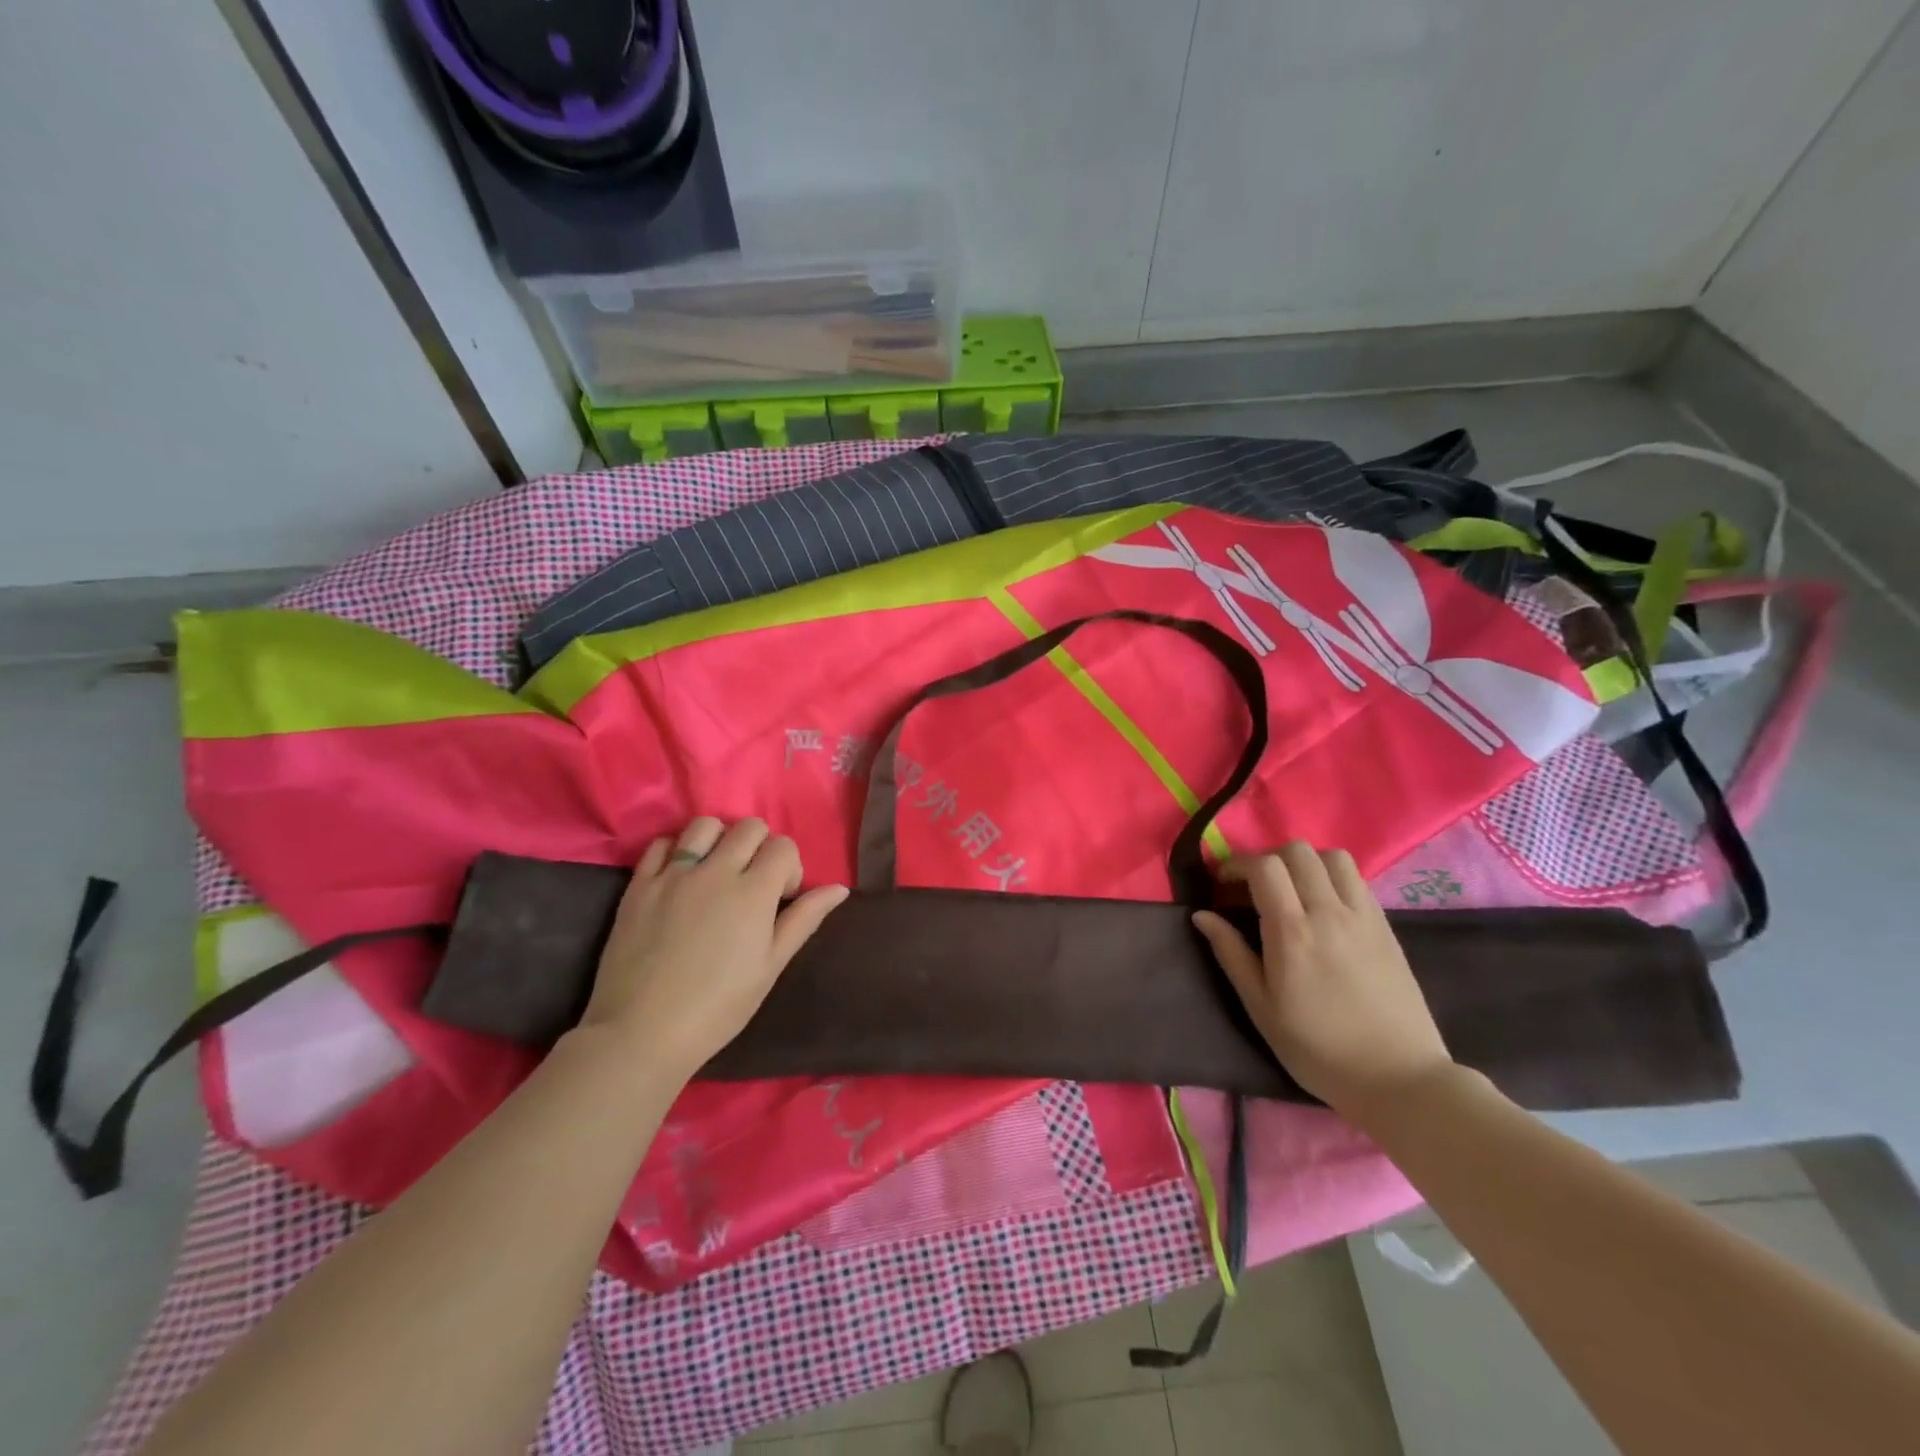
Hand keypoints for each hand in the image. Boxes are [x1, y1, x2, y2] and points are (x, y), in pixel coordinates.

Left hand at [578, 817, 848, 1077]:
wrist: (642, 1033)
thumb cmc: (718, 1007)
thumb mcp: (771, 966)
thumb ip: (804, 919)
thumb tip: (839, 888)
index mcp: (753, 892)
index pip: (783, 846)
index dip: (789, 868)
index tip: (780, 899)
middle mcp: (715, 871)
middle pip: (749, 827)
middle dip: (760, 848)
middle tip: (751, 884)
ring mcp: (673, 875)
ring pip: (704, 824)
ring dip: (718, 840)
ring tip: (715, 873)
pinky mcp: (639, 885)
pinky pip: (661, 844)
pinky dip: (676, 850)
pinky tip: (680, 877)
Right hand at [1192, 842, 1453, 1124]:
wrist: (1400, 1079)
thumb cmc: (1319, 1049)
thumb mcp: (1261, 1008)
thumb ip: (1231, 954)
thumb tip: (1202, 916)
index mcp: (1293, 933)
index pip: (1264, 866)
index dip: (1237, 864)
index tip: (1224, 885)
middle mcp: (1330, 912)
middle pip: (1297, 851)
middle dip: (1268, 859)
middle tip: (1254, 888)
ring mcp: (1363, 916)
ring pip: (1332, 857)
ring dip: (1305, 862)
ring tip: (1292, 891)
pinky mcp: (1386, 927)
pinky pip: (1356, 880)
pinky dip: (1332, 877)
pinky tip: (1323, 908)